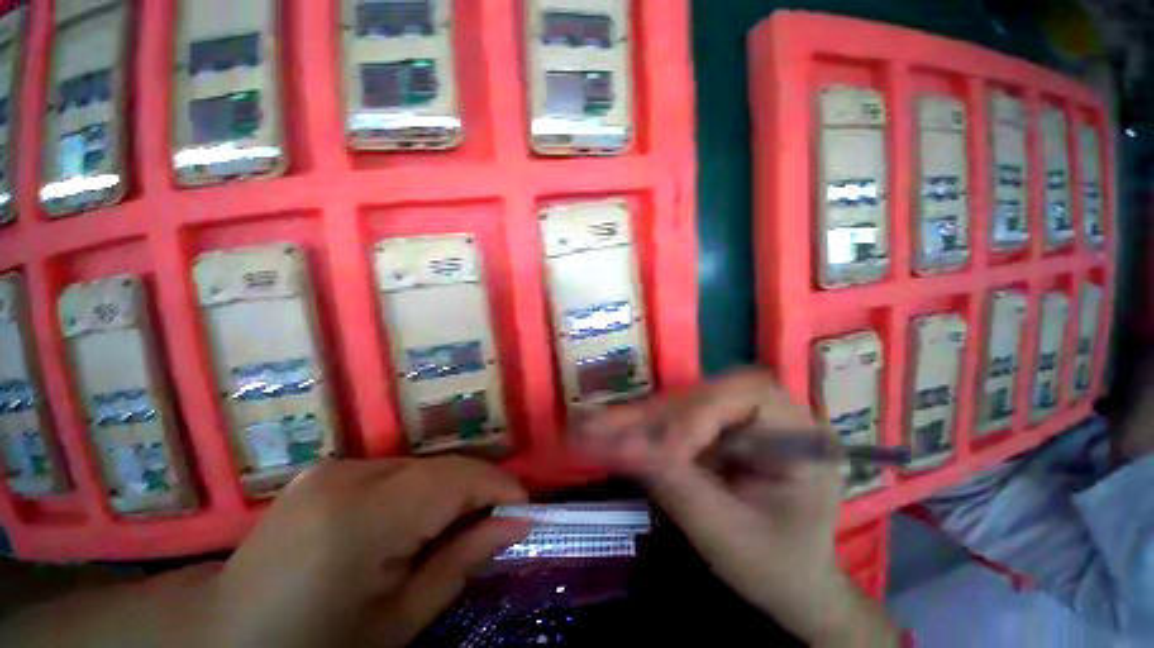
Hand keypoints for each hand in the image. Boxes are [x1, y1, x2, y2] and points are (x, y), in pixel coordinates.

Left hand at [204, 457, 528, 647]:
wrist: (226, 639)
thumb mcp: (397, 624)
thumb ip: (460, 564)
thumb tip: (516, 523)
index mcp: (361, 517)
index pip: (454, 479)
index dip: (498, 485)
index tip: (524, 506)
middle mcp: (347, 475)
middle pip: (439, 468)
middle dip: (475, 490)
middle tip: (496, 520)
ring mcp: (332, 468)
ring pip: (419, 467)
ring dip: (446, 491)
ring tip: (456, 525)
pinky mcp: (326, 470)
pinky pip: (394, 471)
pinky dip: (417, 490)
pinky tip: (412, 522)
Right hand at [572, 369, 897, 645]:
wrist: (792, 584)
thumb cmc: (776, 568)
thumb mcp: (728, 536)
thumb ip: (676, 486)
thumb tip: (621, 448)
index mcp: (800, 434)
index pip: (746, 396)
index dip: (697, 415)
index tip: (658, 450)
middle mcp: (771, 412)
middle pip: (704, 395)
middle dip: (652, 416)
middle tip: (599, 427)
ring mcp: (741, 418)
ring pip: (682, 404)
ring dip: (639, 420)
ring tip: (595, 428)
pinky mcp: (718, 428)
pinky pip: (676, 420)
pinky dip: (644, 431)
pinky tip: (613, 434)